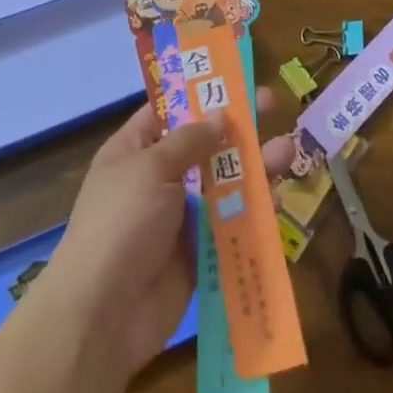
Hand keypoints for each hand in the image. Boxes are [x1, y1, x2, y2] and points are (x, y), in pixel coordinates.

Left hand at [44, 92, 294, 380]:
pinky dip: (253, 211)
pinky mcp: (199, 253)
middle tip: (274, 104)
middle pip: (203, 145)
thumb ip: (189, 141)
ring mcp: (179, 217)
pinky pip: (230, 224)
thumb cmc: (121, 223)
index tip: (234, 77)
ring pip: (223, 184)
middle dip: (238, 128)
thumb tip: (219, 116)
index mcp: (134, 150)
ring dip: (255, 167)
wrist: (104, 315)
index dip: (200, 93)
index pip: (169, 111)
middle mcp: (158, 178)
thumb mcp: (150, 168)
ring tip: (288, 149)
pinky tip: (279, 197)